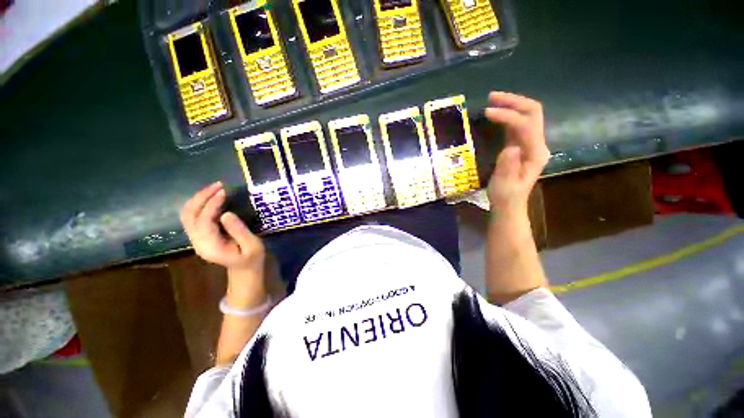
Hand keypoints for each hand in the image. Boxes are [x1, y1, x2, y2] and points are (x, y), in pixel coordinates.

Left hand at [180, 182, 264, 271]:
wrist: (244, 269)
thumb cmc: (251, 258)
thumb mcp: (252, 245)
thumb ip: (240, 231)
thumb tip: (226, 213)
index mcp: (210, 247)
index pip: (203, 222)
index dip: (211, 205)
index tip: (224, 191)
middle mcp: (197, 242)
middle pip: (189, 216)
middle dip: (201, 198)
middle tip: (217, 185)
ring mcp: (195, 239)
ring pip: (187, 215)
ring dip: (198, 199)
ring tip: (214, 188)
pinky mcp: (199, 236)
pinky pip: (192, 217)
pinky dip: (199, 204)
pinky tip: (211, 197)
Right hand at [485, 92, 549, 214]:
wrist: (509, 204)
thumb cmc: (506, 196)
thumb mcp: (505, 185)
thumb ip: (508, 167)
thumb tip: (510, 147)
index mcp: (535, 153)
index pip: (525, 125)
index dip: (507, 115)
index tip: (487, 112)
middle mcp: (537, 144)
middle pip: (532, 113)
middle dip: (514, 102)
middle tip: (492, 97)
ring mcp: (530, 144)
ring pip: (526, 116)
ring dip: (511, 105)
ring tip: (492, 100)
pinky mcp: (520, 146)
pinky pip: (517, 125)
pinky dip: (507, 115)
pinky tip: (496, 113)